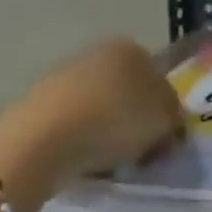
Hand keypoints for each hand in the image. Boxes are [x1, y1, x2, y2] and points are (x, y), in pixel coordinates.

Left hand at [22, 37, 186, 177]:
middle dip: (133, 118)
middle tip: (137, 152)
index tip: (162, 140)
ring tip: (106, 164)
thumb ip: (174, 120)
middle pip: (126, 90)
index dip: (163, 110)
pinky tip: (79, 163)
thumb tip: (171, 127)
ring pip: (98, 106)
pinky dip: (78, 140)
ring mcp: (65, 75)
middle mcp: (99, 52)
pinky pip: (70, 123)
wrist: (41, 139)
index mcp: (132, 47)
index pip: (157, 76)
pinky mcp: (37, 102)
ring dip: (104, 130)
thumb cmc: (113, 119)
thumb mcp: (162, 121)